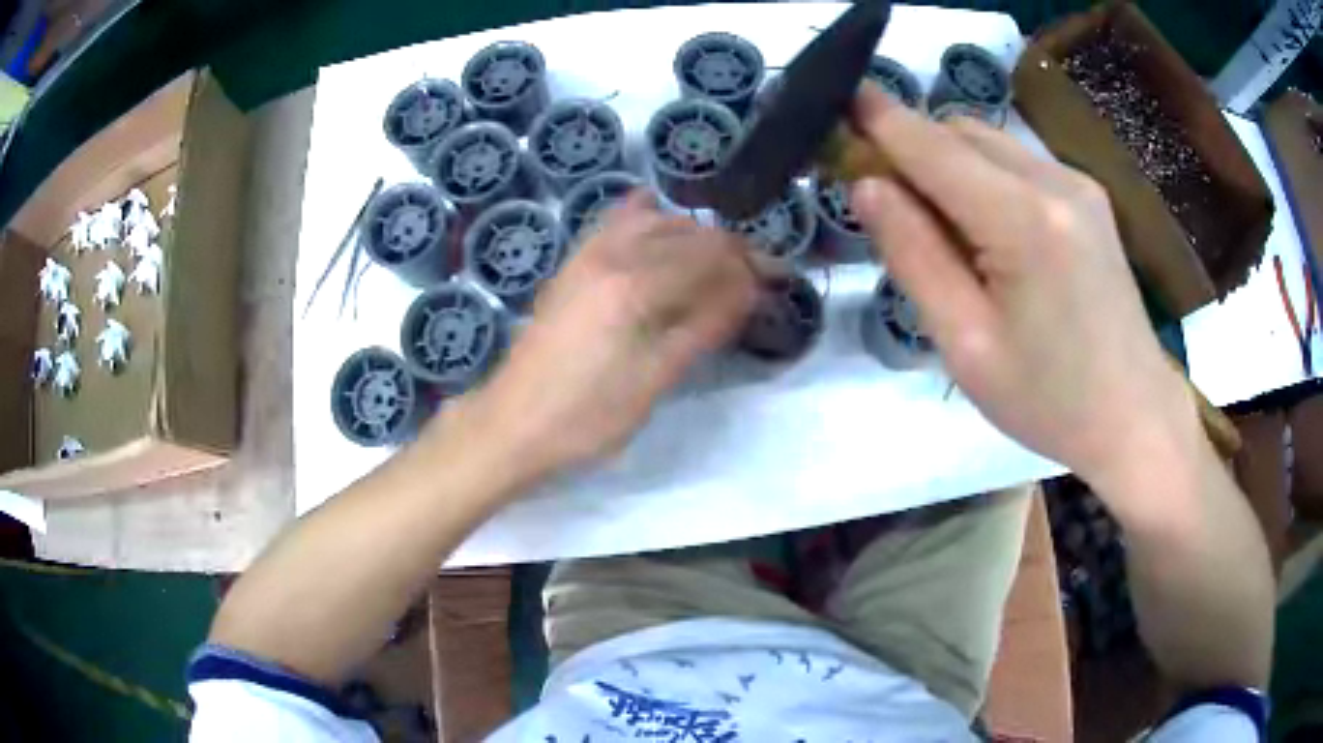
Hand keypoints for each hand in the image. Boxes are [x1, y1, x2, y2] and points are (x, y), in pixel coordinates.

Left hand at [442, 191, 757, 487]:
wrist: (512, 424)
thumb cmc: (586, 417)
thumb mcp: (654, 382)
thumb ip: (703, 328)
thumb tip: (747, 290)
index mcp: (636, 286)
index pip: (711, 254)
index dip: (750, 266)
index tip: (776, 284)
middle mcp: (612, 255)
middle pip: (689, 232)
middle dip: (730, 250)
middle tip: (755, 280)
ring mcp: (586, 255)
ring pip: (656, 220)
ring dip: (694, 235)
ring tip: (716, 266)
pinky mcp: (572, 265)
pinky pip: (616, 222)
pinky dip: (647, 219)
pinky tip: (660, 228)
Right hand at [847, 86, 1200, 502]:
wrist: (1135, 417)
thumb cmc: (1049, 399)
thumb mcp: (966, 343)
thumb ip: (914, 256)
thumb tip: (867, 186)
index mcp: (1024, 219)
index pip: (932, 145)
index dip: (879, 119)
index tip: (836, 102)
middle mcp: (1055, 180)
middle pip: (960, 133)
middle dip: (914, 148)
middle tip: (888, 201)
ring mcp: (1079, 184)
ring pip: (990, 143)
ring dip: (949, 163)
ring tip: (942, 227)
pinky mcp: (1090, 197)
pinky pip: (1018, 163)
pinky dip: (985, 177)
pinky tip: (990, 233)